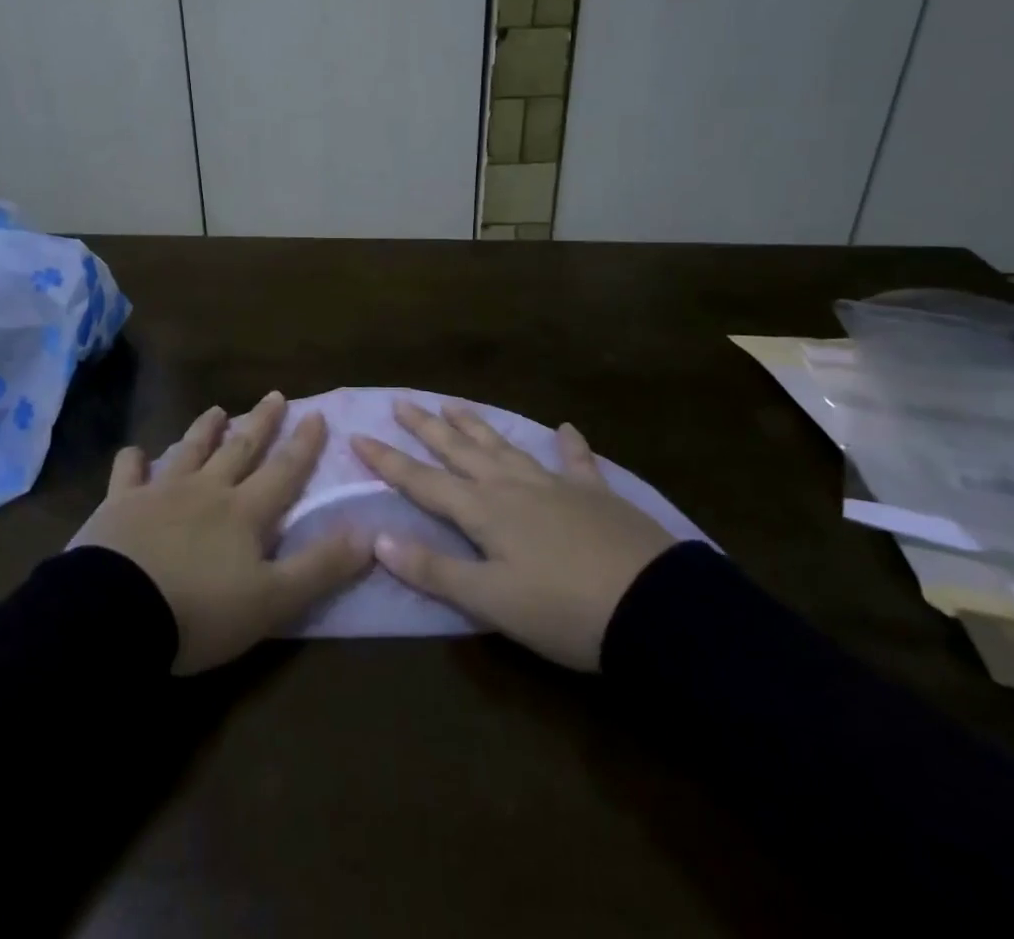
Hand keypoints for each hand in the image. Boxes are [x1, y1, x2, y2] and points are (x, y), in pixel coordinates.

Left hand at [72, 392, 371, 674]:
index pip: (284, 471)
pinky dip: (133, 461)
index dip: (304, 445)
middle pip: (240, 449)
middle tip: (275, 395)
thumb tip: (368, 533)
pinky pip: (127, 474)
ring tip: (217, 409)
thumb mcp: (273, 599)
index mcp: (245, 512)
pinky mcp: (120, 504)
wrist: (117, 613)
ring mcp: (161, 492)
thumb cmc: (201, 611)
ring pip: (189, 451)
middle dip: (261, 423)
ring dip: (205, 430)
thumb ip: (320, 566)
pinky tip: (134, 452)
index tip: (316, 414)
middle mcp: (207, 490)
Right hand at [353, 403, 678, 670]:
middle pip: (460, 451)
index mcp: (484, 512)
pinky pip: (577, 462)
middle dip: (427, 428)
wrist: (655, 608)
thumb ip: (434, 570)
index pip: (423, 481)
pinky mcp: (596, 495)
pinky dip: (570, 445)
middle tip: (403, 402)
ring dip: (477, 426)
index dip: (388, 461)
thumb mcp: (491, 601)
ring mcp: (556, 485)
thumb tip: (378, 538)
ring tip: (454, 405)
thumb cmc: (564, 611)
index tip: (358, 436)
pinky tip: (566, 429)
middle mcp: (512, 487)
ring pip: (506, 447)